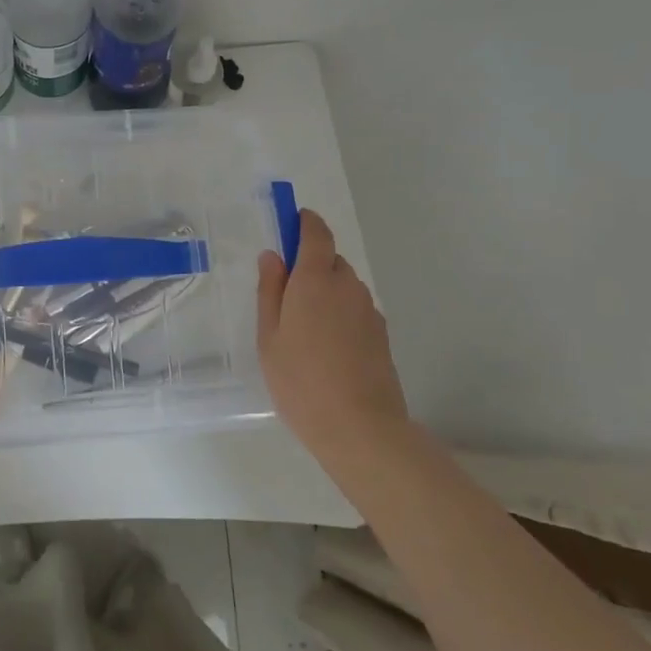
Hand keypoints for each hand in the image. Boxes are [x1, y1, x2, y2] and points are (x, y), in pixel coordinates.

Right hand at [257, 209, 408, 464]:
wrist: (360, 428)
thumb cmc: (300, 381)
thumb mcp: (269, 337)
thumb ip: (270, 290)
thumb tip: (273, 256)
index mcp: (315, 280)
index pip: (316, 233)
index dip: (304, 222)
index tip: (291, 222)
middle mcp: (346, 286)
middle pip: (330, 260)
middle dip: (310, 265)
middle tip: (286, 295)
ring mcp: (368, 310)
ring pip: (344, 286)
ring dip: (326, 292)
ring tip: (306, 329)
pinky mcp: (381, 334)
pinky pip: (356, 309)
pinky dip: (341, 315)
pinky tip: (328, 348)